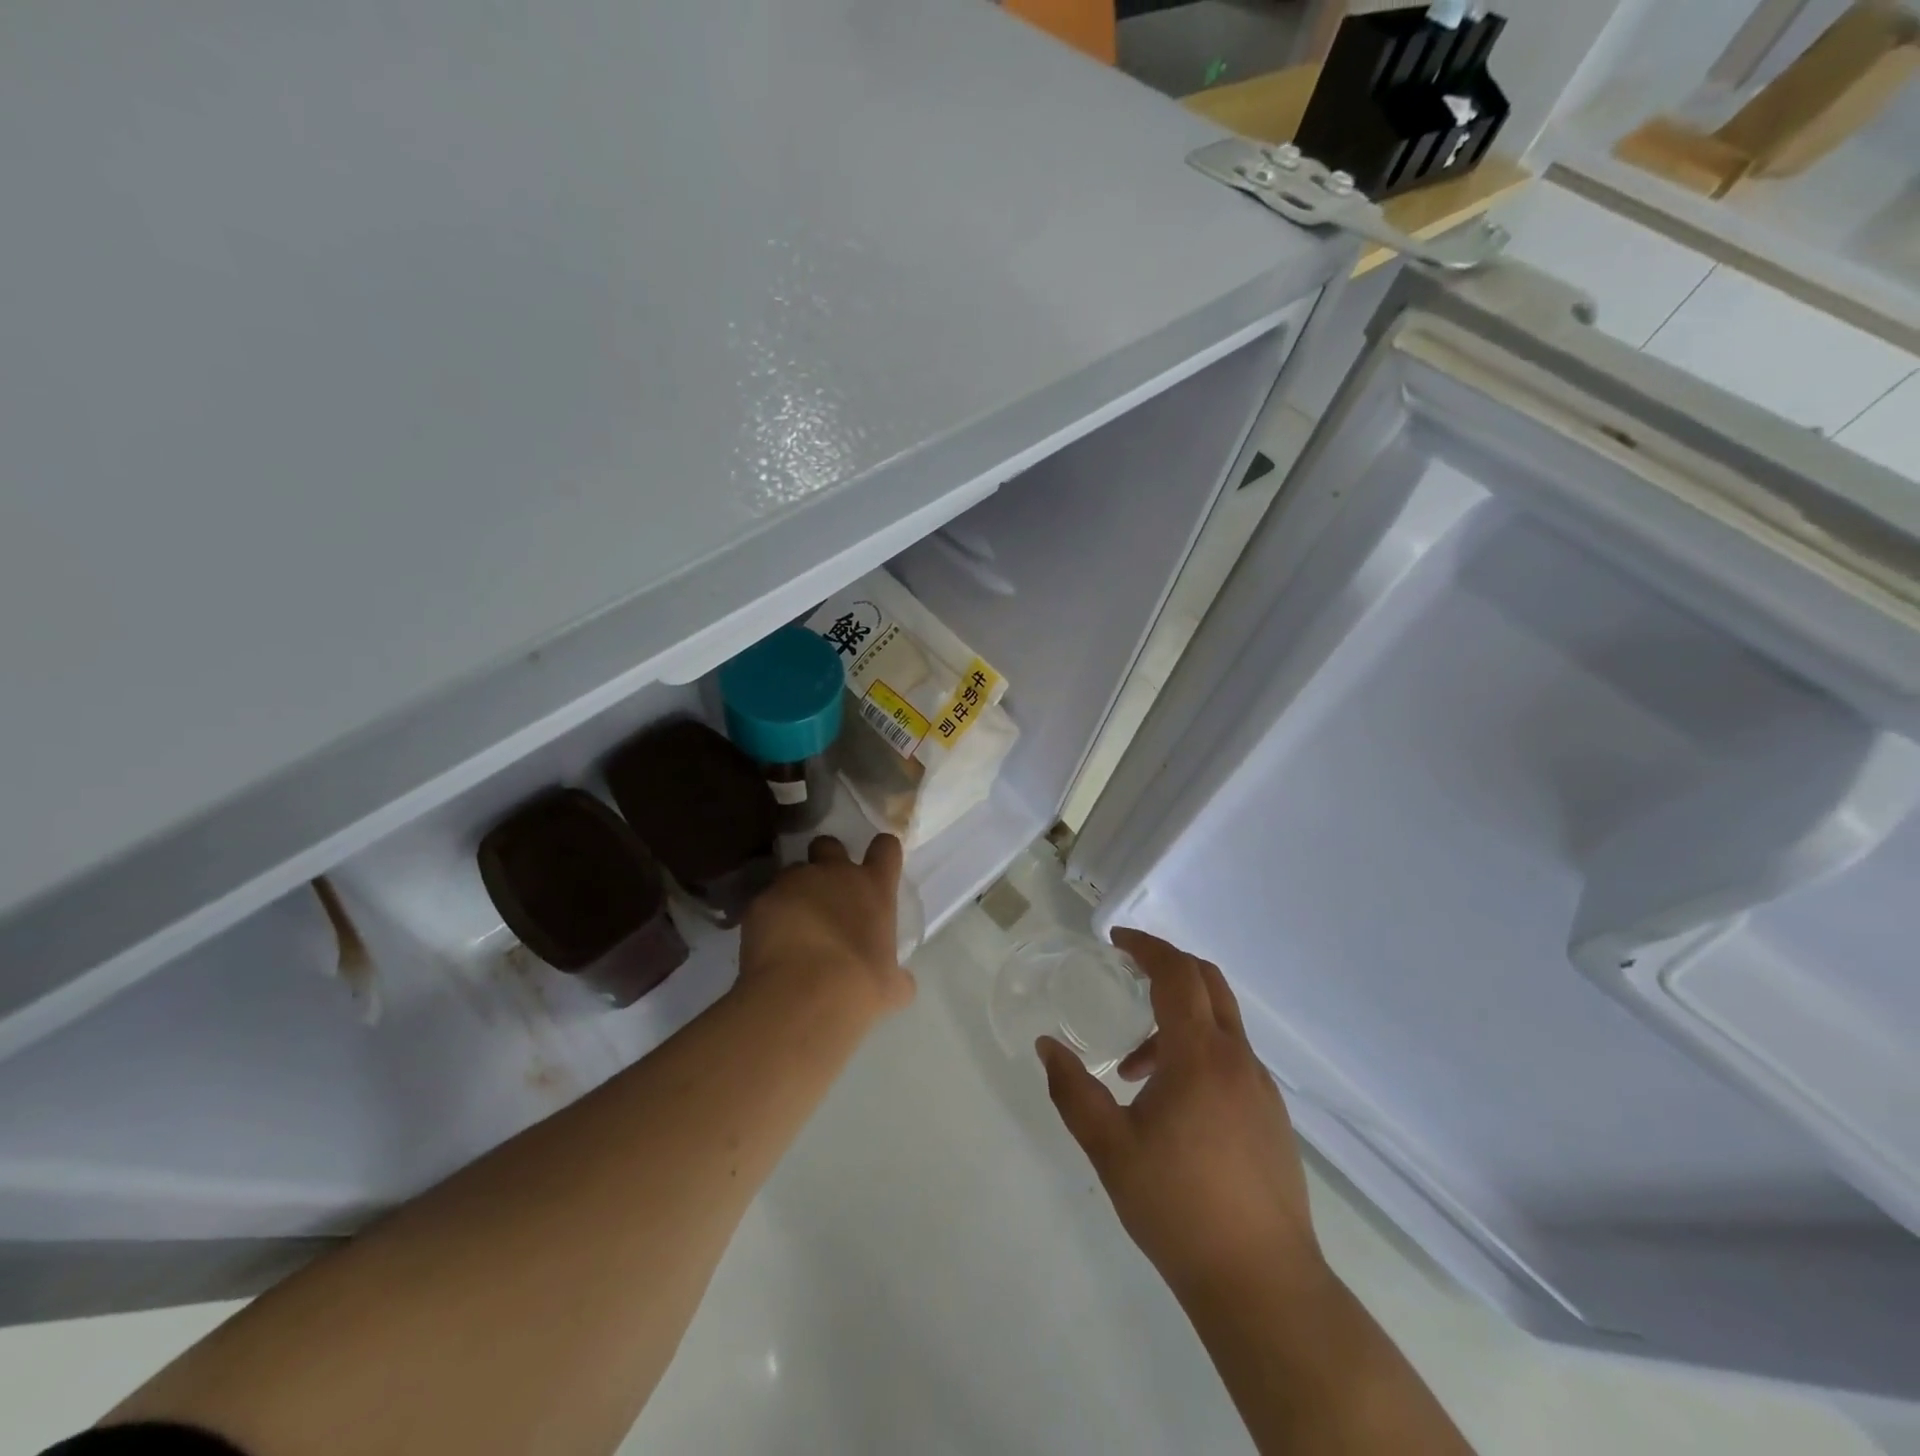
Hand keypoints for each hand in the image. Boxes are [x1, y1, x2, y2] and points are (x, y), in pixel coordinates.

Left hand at [737, 834, 914, 1020]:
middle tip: (825, 892)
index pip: (886, 847)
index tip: (877, 866)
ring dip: (794, 891)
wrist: (803, 995)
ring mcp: (794, 882)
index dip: (882, 853)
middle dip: (826, 860)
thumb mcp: (891, 986)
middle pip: (829, 844)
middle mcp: (835, 874)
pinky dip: (767, 918)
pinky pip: (765, 901)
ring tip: (791, 926)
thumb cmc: (859, 987)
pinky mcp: (761, 900)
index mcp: (874, 887)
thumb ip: (897, 976)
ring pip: (793, 871)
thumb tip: (900, 982)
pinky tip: (768, 946)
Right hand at [1038, 929, 1323, 1303]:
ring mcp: (1261, 1087)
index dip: (1147, 947)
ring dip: (1178, 1018)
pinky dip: (1198, 1049)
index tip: (1116, 941)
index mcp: (1200, 1056)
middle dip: (1167, 966)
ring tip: (1134, 1065)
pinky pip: (1232, 1056)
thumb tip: (1046, 1046)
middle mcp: (1237, 1059)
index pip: (1177, 974)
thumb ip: (1073, 1091)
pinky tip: (1172, 1101)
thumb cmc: (1178, 1208)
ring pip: (1221, 1022)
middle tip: (1128, 974)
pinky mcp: (1271, 1116)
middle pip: (1208, 982)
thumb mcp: (1110, 1148)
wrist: (1263, 1284)